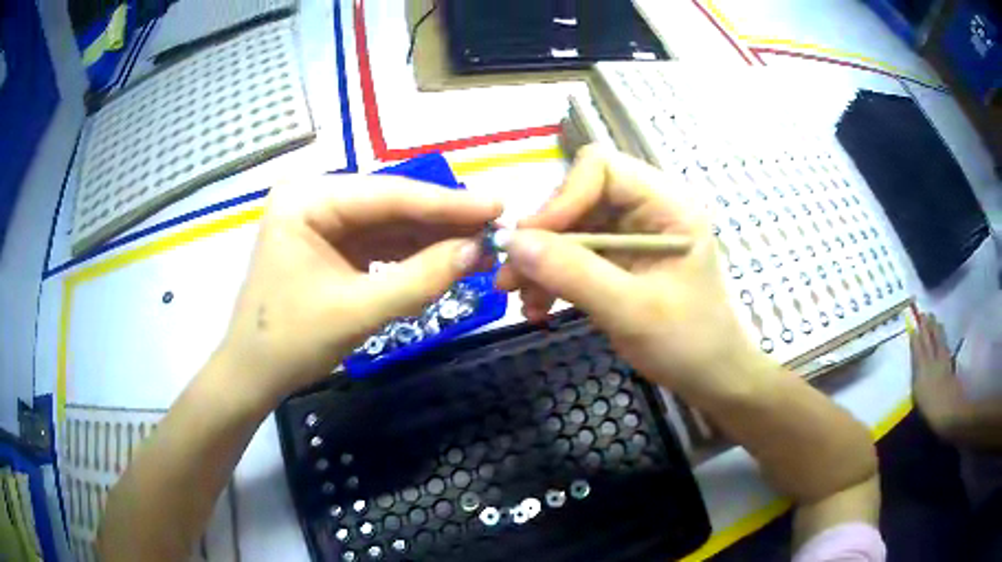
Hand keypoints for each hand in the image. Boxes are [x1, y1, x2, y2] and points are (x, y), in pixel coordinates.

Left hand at [218, 176, 501, 407]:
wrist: (252, 375)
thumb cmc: (290, 343)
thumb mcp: (358, 311)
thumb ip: (420, 279)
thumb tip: (477, 251)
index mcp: (306, 200)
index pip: (387, 195)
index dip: (446, 203)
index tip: (497, 205)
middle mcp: (312, 198)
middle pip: (388, 204)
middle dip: (441, 220)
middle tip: (494, 226)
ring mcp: (319, 219)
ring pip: (386, 222)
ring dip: (429, 237)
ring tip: (478, 243)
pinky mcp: (327, 242)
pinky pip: (376, 241)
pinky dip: (409, 252)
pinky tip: (443, 257)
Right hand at [497, 146, 772, 397]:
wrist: (711, 378)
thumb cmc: (688, 343)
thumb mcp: (631, 310)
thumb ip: (573, 273)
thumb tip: (513, 242)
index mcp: (667, 205)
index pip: (602, 169)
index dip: (563, 198)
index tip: (532, 242)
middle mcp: (648, 209)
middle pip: (579, 198)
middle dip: (543, 238)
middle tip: (511, 276)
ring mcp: (632, 235)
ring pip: (571, 229)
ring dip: (541, 262)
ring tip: (521, 299)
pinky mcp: (620, 260)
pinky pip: (576, 255)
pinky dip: (553, 278)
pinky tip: (538, 307)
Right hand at [911, 312, 965, 433]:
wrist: (952, 413)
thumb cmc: (931, 410)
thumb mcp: (919, 395)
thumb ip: (917, 375)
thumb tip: (915, 362)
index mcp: (923, 368)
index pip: (918, 349)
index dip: (916, 337)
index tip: (913, 325)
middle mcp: (934, 361)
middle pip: (931, 341)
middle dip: (927, 328)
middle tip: (925, 314)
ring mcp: (944, 364)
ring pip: (940, 342)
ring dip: (937, 331)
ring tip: (936, 321)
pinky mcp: (950, 369)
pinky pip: (946, 350)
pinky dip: (944, 342)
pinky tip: (945, 341)